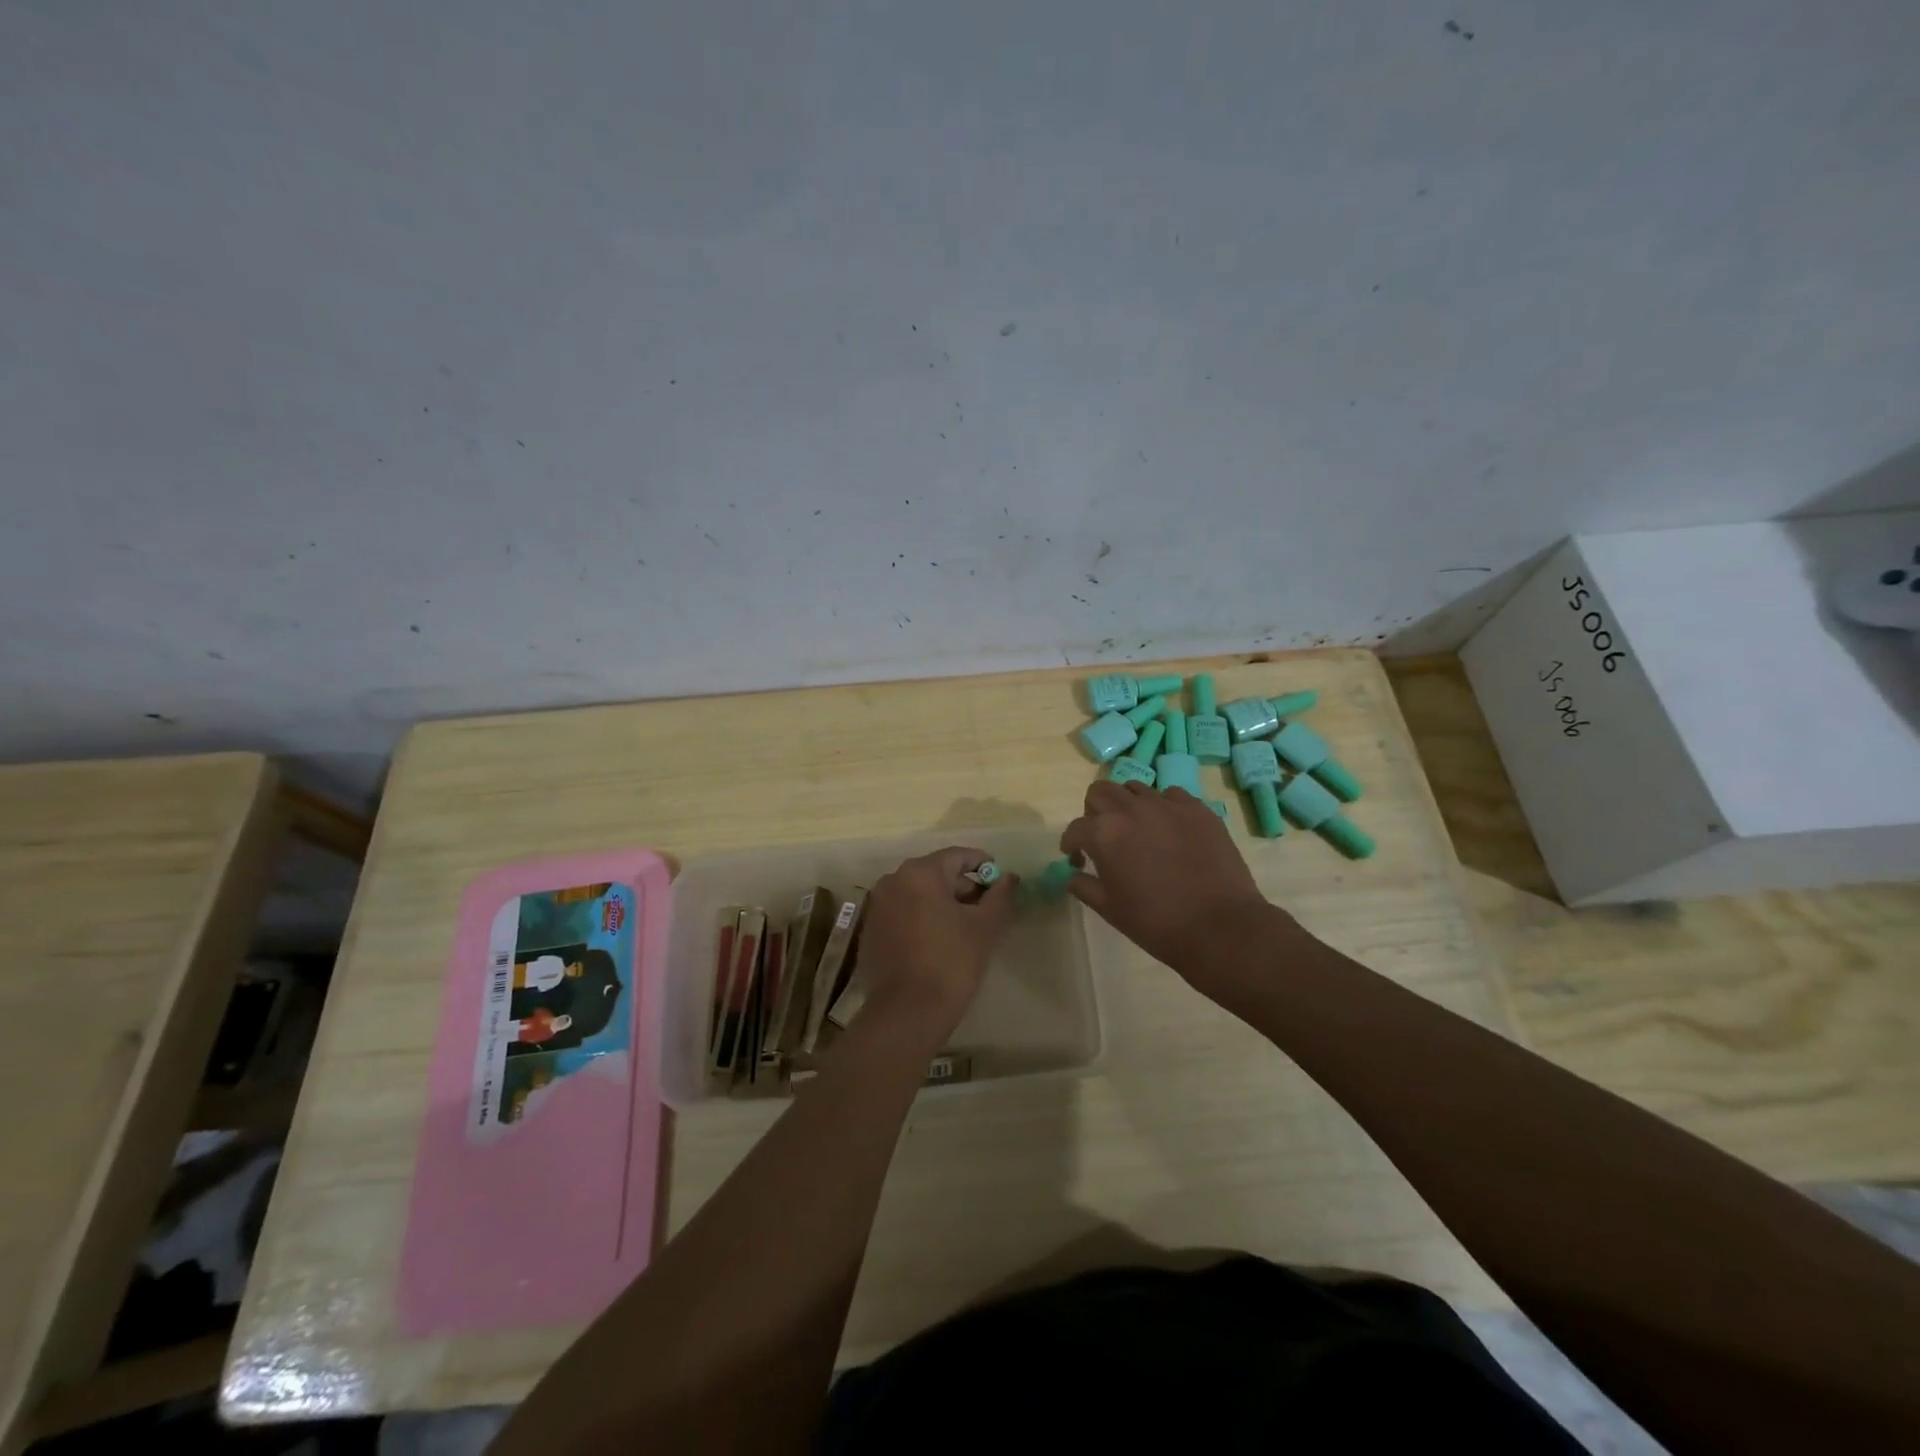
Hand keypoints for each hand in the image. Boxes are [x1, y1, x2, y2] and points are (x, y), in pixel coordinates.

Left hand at [855, 847, 1015, 1038]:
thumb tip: (1009, 877)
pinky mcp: (871, 929)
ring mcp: (877, 905)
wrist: (908, 1011)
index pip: (957, 856)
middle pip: (935, 873)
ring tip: (965, 925)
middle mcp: (893, 880)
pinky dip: (921, 917)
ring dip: (941, 902)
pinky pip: (902, 912)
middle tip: (986, 906)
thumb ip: (999, 896)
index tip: (999, 878)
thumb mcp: (985, 927)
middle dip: (962, 886)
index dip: (982, 864)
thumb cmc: (952, 962)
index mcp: (920, 872)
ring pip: (917, 893)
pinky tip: (938, 940)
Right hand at [1061, 781, 1296, 1008]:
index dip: (1071, 844)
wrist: (1219, 927)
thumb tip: (1072, 874)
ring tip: (1138, 830)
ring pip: (1136, 789)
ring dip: (1128, 806)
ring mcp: (1167, 805)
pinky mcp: (1198, 809)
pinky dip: (1163, 808)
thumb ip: (1083, 886)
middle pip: (1101, 792)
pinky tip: (1169, 831)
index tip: (1076, 858)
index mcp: (1104, 833)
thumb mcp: (1109, 909)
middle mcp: (1132, 809)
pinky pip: (1171, 796)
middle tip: (1104, 837)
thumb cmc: (1156, 922)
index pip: (1076, 828)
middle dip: (1095, 812)